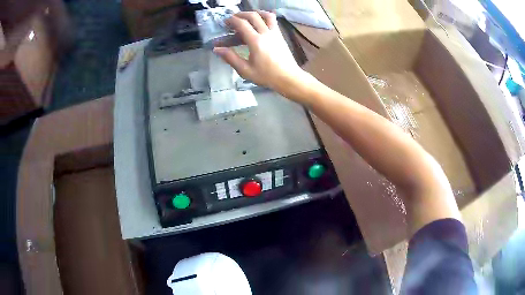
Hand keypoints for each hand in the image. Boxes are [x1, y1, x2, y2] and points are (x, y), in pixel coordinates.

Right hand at [213, 11, 308, 94]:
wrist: (288, 78)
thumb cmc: (266, 76)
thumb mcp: (245, 70)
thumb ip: (230, 58)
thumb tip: (217, 49)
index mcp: (256, 41)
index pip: (242, 24)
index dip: (232, 20)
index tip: (225, 22)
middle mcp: (266, 33)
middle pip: (253, 16)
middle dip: (241, 14)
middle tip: (233, 19)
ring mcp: (275, 33)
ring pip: (266, 15)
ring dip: (255, 13)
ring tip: (247, 17)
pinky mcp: (280, 35)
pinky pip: (273, 20)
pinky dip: (265, 17)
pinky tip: (260, 22)